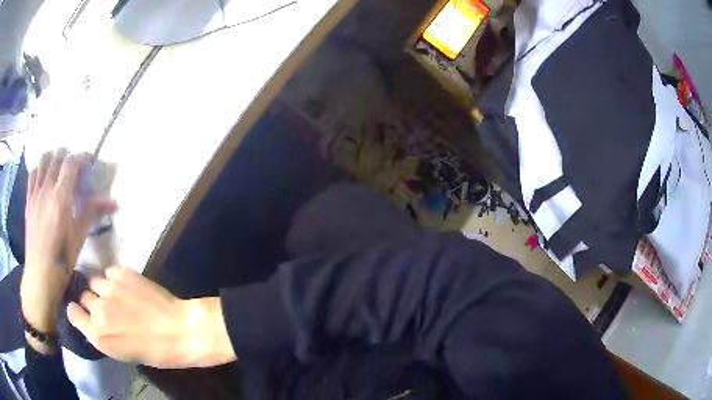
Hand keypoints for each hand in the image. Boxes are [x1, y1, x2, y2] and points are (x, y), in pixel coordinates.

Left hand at [22, 149, 116, 334]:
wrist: (40, 275)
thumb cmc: (61, 260)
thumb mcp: (79, 238)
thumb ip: (92, 213)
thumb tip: (114, 203)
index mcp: (60, 199)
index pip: (71, 163)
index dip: (82, 156)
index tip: (90, 159)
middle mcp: (46, 190)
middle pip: (57, 156)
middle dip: (69, 154)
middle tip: (75, 164)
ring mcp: (35, 194)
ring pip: (43, 160)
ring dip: (53, 157)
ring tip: (59, 165)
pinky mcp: (28, 200)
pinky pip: (32, 173)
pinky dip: (40, 167)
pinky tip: (44, 175)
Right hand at [67, 267, 235, 367]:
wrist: (179, 331)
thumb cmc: (153, 351)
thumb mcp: (121, 352)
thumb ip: (101, 333)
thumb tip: (91, 319)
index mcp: (97, 334)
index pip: (72, 312)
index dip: (78, 311)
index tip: (84, 311)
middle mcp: (97, 309)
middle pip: (83, 295)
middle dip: (92, 300)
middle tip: (107, 306)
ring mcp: (109, 288)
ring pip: (96, 281)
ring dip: (104, 288)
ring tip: (119, 296)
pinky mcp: (122, 273)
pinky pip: (110, 271)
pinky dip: (116, 278)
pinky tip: (128, 287)